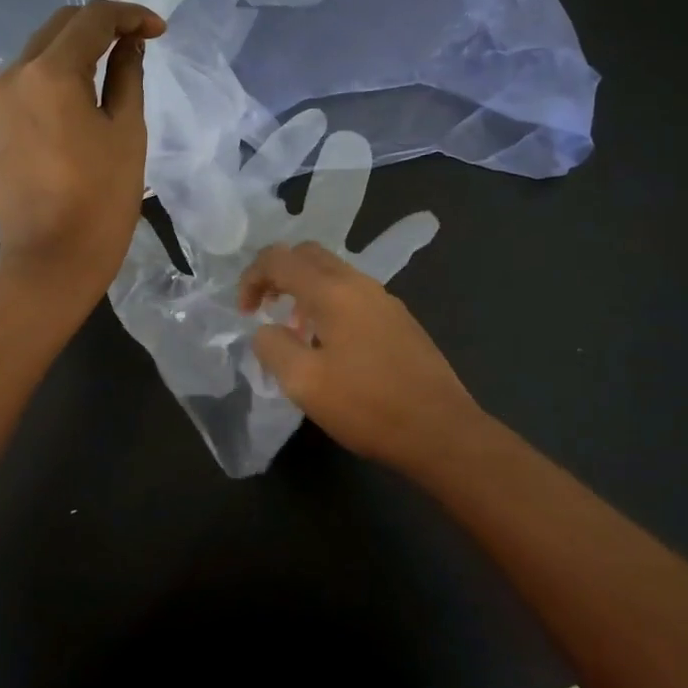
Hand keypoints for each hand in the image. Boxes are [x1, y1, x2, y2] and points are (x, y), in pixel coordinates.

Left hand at [0, 0, 165, 304]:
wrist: (49, 260)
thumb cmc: (100, 199)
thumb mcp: (126, 131)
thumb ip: (127, 76)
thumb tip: (129, 44)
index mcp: (50, 73)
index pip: (92, 18)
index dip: (130, 15)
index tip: (159, 32)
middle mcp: (14, 74)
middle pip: (60, 25)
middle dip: (102, 24)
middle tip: (139, 41)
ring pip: (41, 49)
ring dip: (78, 46)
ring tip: (115, 64)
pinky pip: (28, 78)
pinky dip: (57, 71)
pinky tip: (83, 92)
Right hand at [238, 241, 484, 469]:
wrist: (442, 431)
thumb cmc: (368, 406)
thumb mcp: (303, 383)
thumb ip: (273, 346)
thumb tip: (266, 330)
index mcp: (333, 291)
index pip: (280, 259)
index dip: (252, 278)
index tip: (244, 313)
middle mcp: (360, 284)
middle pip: (308, 255)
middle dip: (278, 274)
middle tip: (264, 309)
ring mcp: (385, 300)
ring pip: (333, 273)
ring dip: (304, 291)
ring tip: (294, 333)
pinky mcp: (400, 320)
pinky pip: (353, 294)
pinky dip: (329, 304)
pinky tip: (330, 347)